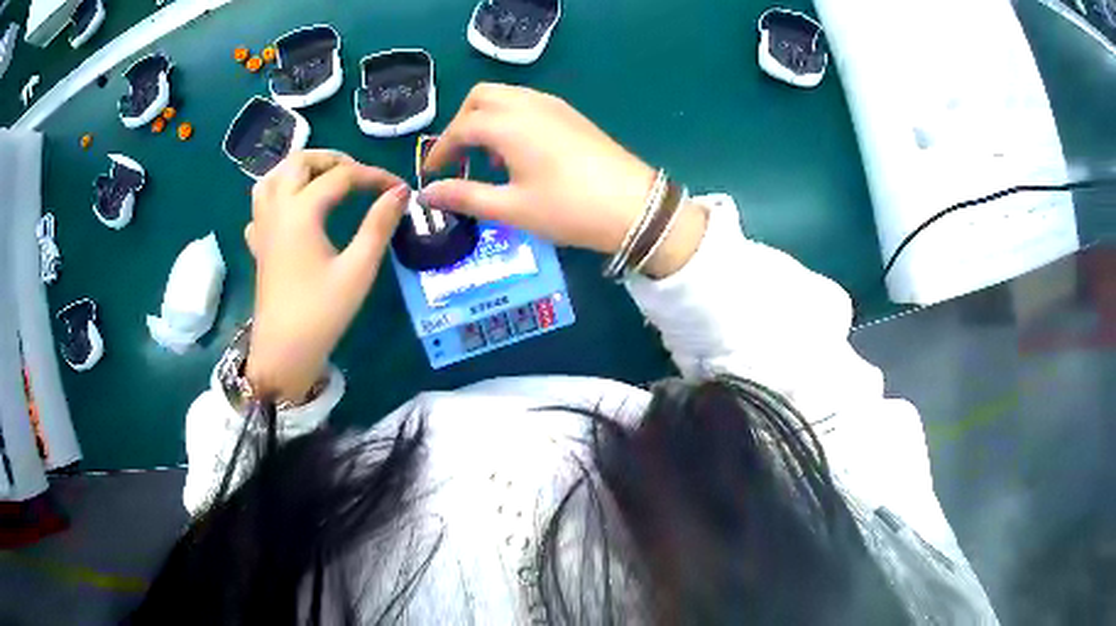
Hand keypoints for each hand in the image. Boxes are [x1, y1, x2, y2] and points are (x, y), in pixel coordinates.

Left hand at [243, 151, 407, 402]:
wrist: (283, 353)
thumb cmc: (321, 313)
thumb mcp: (358, 270)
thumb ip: (379, 225)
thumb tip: (400, 192)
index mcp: (301, 211)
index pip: (342, 176)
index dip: (374, 176)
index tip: (400, 188)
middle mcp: (277, 209)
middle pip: (298, 162)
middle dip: (331, 159)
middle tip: (358, 174)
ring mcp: (262, 226)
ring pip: (272, 177)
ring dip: (299, 169)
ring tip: (323, 179)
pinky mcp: (258, 245)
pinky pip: (261, 205)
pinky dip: (278, 195)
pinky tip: (292, 209)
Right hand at [420, 83, 705, 277]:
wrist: (634, 207)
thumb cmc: (568, 209)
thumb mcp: (511, 208)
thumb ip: (465, 196)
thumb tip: (427, 194)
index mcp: (508, 124)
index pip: (460, 127)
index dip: (441, 150)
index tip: (432, 174)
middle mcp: (527, 104)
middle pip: (481, 97)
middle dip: (462, 123)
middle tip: (459, 158)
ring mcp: (553, 105)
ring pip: (506, 96)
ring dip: (487, 119)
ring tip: (489, 160)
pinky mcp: (571, 114)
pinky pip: (528, 103)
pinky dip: (510, 118)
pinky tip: (520, 153)